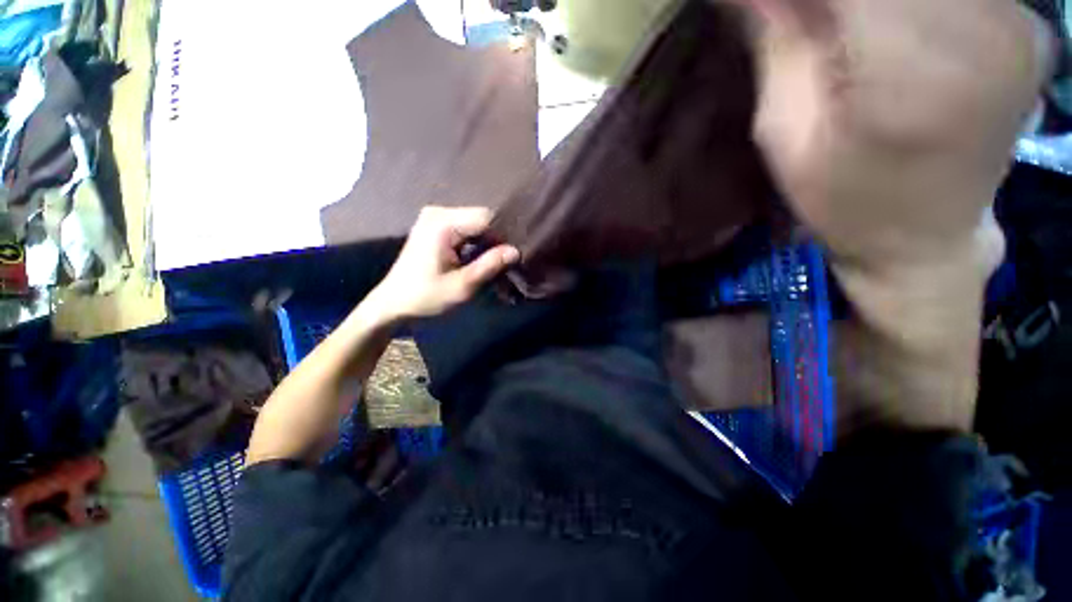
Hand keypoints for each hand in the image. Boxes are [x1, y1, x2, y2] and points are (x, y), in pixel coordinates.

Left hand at [367, 206, 519, 321]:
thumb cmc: (426, 296)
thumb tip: (516, 251)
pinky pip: (465, 229)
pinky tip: (484, 257)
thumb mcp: (462, 285)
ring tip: (500, 261)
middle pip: (481, 219)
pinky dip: (477, 243)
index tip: (517, 254)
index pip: (486, 218)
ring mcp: (435, 218)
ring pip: (475, 224)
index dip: (505, 235)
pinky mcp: (435, 227)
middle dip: (497, 239)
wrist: (393, 303)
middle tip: (510, 260)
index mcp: (442, 223)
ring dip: (488, 242)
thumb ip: (490, 265)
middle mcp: (438, 213)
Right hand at [751, 0, 1050, 272]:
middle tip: (805, 18)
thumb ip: (776, 39)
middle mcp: (985, 29)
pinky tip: (880, 20)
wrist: (924, 239)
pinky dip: (902, 1)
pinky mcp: (1025, 20)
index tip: (770, 3)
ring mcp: (1017, 20)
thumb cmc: (841, 201)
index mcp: (911, 71)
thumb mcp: (783, 132)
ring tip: (838, 24)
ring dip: (860, 1)